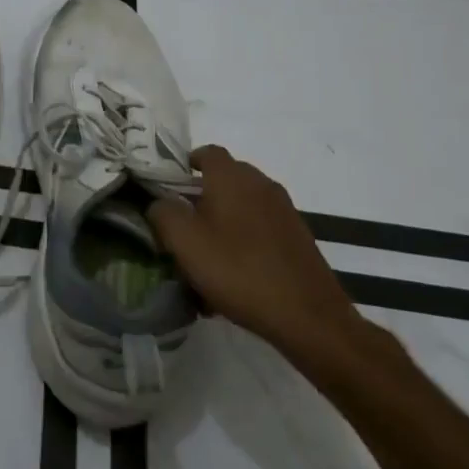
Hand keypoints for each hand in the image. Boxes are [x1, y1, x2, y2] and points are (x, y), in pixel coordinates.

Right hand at [148, 146, 370, 364]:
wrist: (309, 316)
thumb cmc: (238, 270)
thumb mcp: (184, 241)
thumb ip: (162, 212)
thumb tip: (160, 203)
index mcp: (232, 177)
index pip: (205, 152)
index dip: (183, 165)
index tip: (166, 189)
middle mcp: (261, 184)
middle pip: (223, 179)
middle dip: (200, 198)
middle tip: (181, 227)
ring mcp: (284, 210)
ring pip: (241, 206)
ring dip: (222, 223)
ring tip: (206, 257)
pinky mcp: (297, 237)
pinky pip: (259, 229)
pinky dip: (243, 241)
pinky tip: (234, 275)